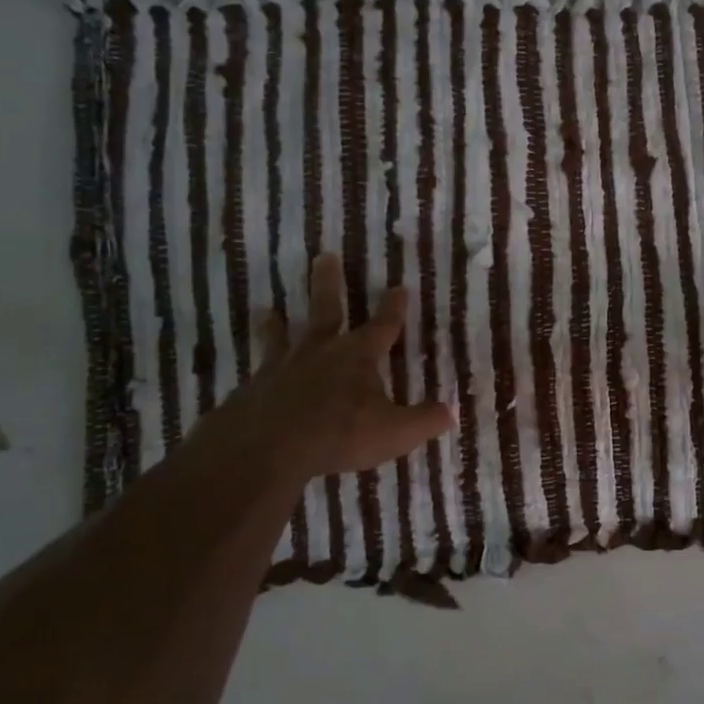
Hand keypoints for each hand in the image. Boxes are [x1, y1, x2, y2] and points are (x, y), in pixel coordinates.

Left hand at [182, 253, 451, 488]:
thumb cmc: (339, 434)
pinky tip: (251, 374)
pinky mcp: (255, 387)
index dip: (394, 307)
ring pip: (282, 336)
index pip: (383, 326)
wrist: (268, 447)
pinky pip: (259, 371)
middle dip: (328, 284)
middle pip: (326, 310)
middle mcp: (321, 352)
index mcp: (358, 356)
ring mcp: (283, 367)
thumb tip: (452, 412)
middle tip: (324, 256)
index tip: (399, 286)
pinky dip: (259, 369)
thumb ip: (424, 421)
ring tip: (266, 309)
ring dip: (277, 323)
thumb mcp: (394, 432)